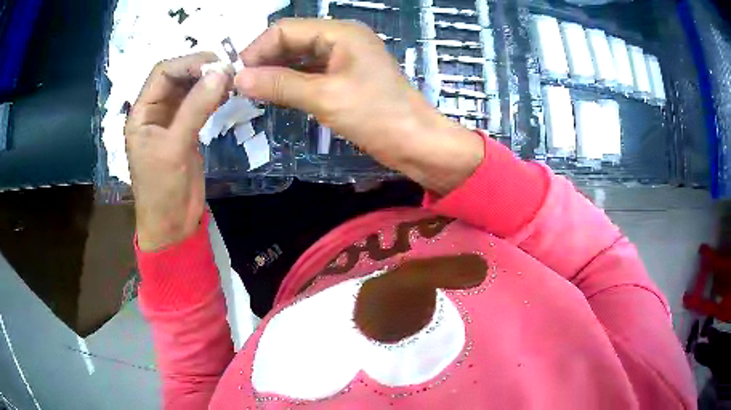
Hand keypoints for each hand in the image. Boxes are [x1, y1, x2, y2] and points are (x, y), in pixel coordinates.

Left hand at [125, 53, 230, 250]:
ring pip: (189, 89)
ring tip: (231, 80)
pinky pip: (199, 104)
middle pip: (177, 77)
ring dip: (209, 82)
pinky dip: (213, 96)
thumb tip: (222, 73)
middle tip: (229, 69)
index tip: (216, 64)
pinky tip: (227, 94)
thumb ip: (196, 108)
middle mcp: (155, 112)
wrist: (172, 224)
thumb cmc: (162, 189)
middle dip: (201, 70)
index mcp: (141, 113)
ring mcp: (171, 121)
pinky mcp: (186, 131)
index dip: (188, 64)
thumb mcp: (175, 147)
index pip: (162, 73)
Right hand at [236, 19, 482, 194]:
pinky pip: (309, 73)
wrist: (415, 143)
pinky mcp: (344, 78)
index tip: (237, 76)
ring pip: (299, 58)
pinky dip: (291, 82)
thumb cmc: (377, 116)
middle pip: (292, 41)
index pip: (286, 29)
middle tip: (240, 87)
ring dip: (275, 72)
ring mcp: (343, 59)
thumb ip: (280, 84)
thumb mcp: (324, 97)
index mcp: (340, 32)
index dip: (258, 49)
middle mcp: (341, 39)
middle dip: (265, 60)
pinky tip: (274, 95)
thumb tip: (239, 78)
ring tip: (252, 93)